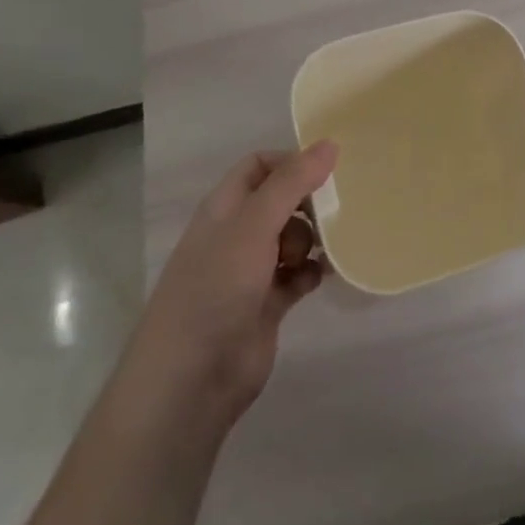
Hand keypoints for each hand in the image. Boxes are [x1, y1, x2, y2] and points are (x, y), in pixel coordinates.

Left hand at [142, 141, 337, 428]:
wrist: (190, 379)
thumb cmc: (216, 288)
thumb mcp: (253, 224)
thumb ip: (292, 182)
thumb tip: (330, 144)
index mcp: (224, 208)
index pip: (260, 166)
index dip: (291, 163)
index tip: (326, 172)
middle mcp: (237, 234)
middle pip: (281, 201)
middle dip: (308, 203)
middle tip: (333, 212)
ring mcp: (251, 271)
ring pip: (292, 238)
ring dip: (313, 239)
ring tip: (326, 248)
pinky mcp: (267, 305)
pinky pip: (298, 276)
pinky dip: (312, 272)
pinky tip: (323, 275)